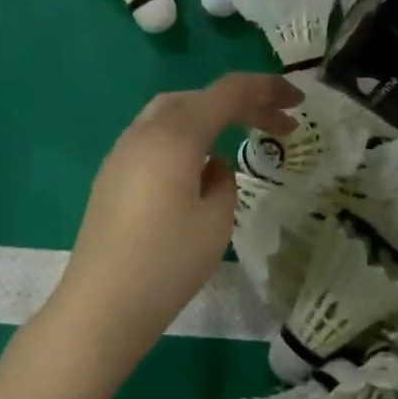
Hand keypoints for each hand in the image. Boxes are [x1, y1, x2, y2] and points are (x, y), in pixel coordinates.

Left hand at [46, 73, 300, 371]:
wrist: (99, 309)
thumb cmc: (167, 265)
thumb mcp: (216, 222)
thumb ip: (225, 182)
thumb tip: (213, 167)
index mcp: (174, 136)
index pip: (228, 92)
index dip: (267, 89)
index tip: (298, 101)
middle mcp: (144, 132)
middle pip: (199, 97)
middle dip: (241, 102)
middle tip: (278, 123)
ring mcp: (122, 152)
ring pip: (173, 112)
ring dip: (211, 115)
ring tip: (243, 134)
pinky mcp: (112, 174)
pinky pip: (155, 136)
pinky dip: (186, 134)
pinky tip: (199, 164)